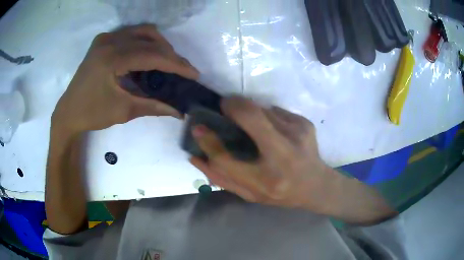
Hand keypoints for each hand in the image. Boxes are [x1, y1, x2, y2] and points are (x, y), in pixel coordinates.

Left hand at [52, 24, 198, 133]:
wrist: (69, 112)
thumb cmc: (92, 114)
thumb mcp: (123, 111)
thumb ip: (153, 106)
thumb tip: (179, 112)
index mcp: (112, 58)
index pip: (152, 55)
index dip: (175, 64)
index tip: (193, 73)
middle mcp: (109, 41)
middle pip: (150, 39)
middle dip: (170, 54)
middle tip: (182, 70)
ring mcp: (105, 38)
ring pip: (142, 31)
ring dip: (159, 44)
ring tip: (167, 62)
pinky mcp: (102, 40)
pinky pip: (131, 33)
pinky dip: (144, 42)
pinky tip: (147, 56)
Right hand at [190, 97, 335, 212]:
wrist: (316, 185)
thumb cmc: (280, 193)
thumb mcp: (249, 194)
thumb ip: (221, 178)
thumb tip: (195, 157)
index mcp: (265, 181)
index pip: (226, 159)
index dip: (208, 142)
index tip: (198, 128)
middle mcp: (284, 155)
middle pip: (252, 116)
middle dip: (233, 106)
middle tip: (224, 106)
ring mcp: (298, 134)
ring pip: (263, 110)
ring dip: (251, 112)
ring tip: (254, 127)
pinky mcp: (305, 123)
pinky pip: (276, 111)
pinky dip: (268, 116)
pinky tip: (274, 132)